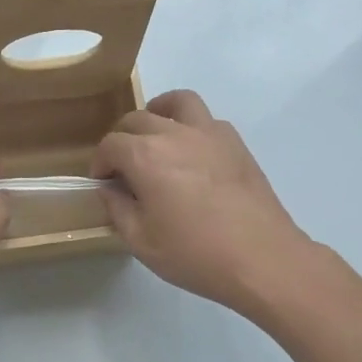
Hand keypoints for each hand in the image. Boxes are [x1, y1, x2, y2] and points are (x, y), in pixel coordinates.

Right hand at [92, 90, 311, 317]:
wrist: (261, 259)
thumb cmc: (194, 254)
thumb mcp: (141, 241)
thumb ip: (118, 209)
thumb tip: (110, 189)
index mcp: (146, 157)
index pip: (111, 144)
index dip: (100, 163)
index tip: (102, 183)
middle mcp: (175, 134)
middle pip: (138, 119)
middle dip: (123, 139)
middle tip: (124, 167)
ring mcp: (210, 134)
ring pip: (177, 103)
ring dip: (159, 113)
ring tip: (156, 136)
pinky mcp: (236, 144)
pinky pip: (207, 120)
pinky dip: (191, 127)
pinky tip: (192, 154)